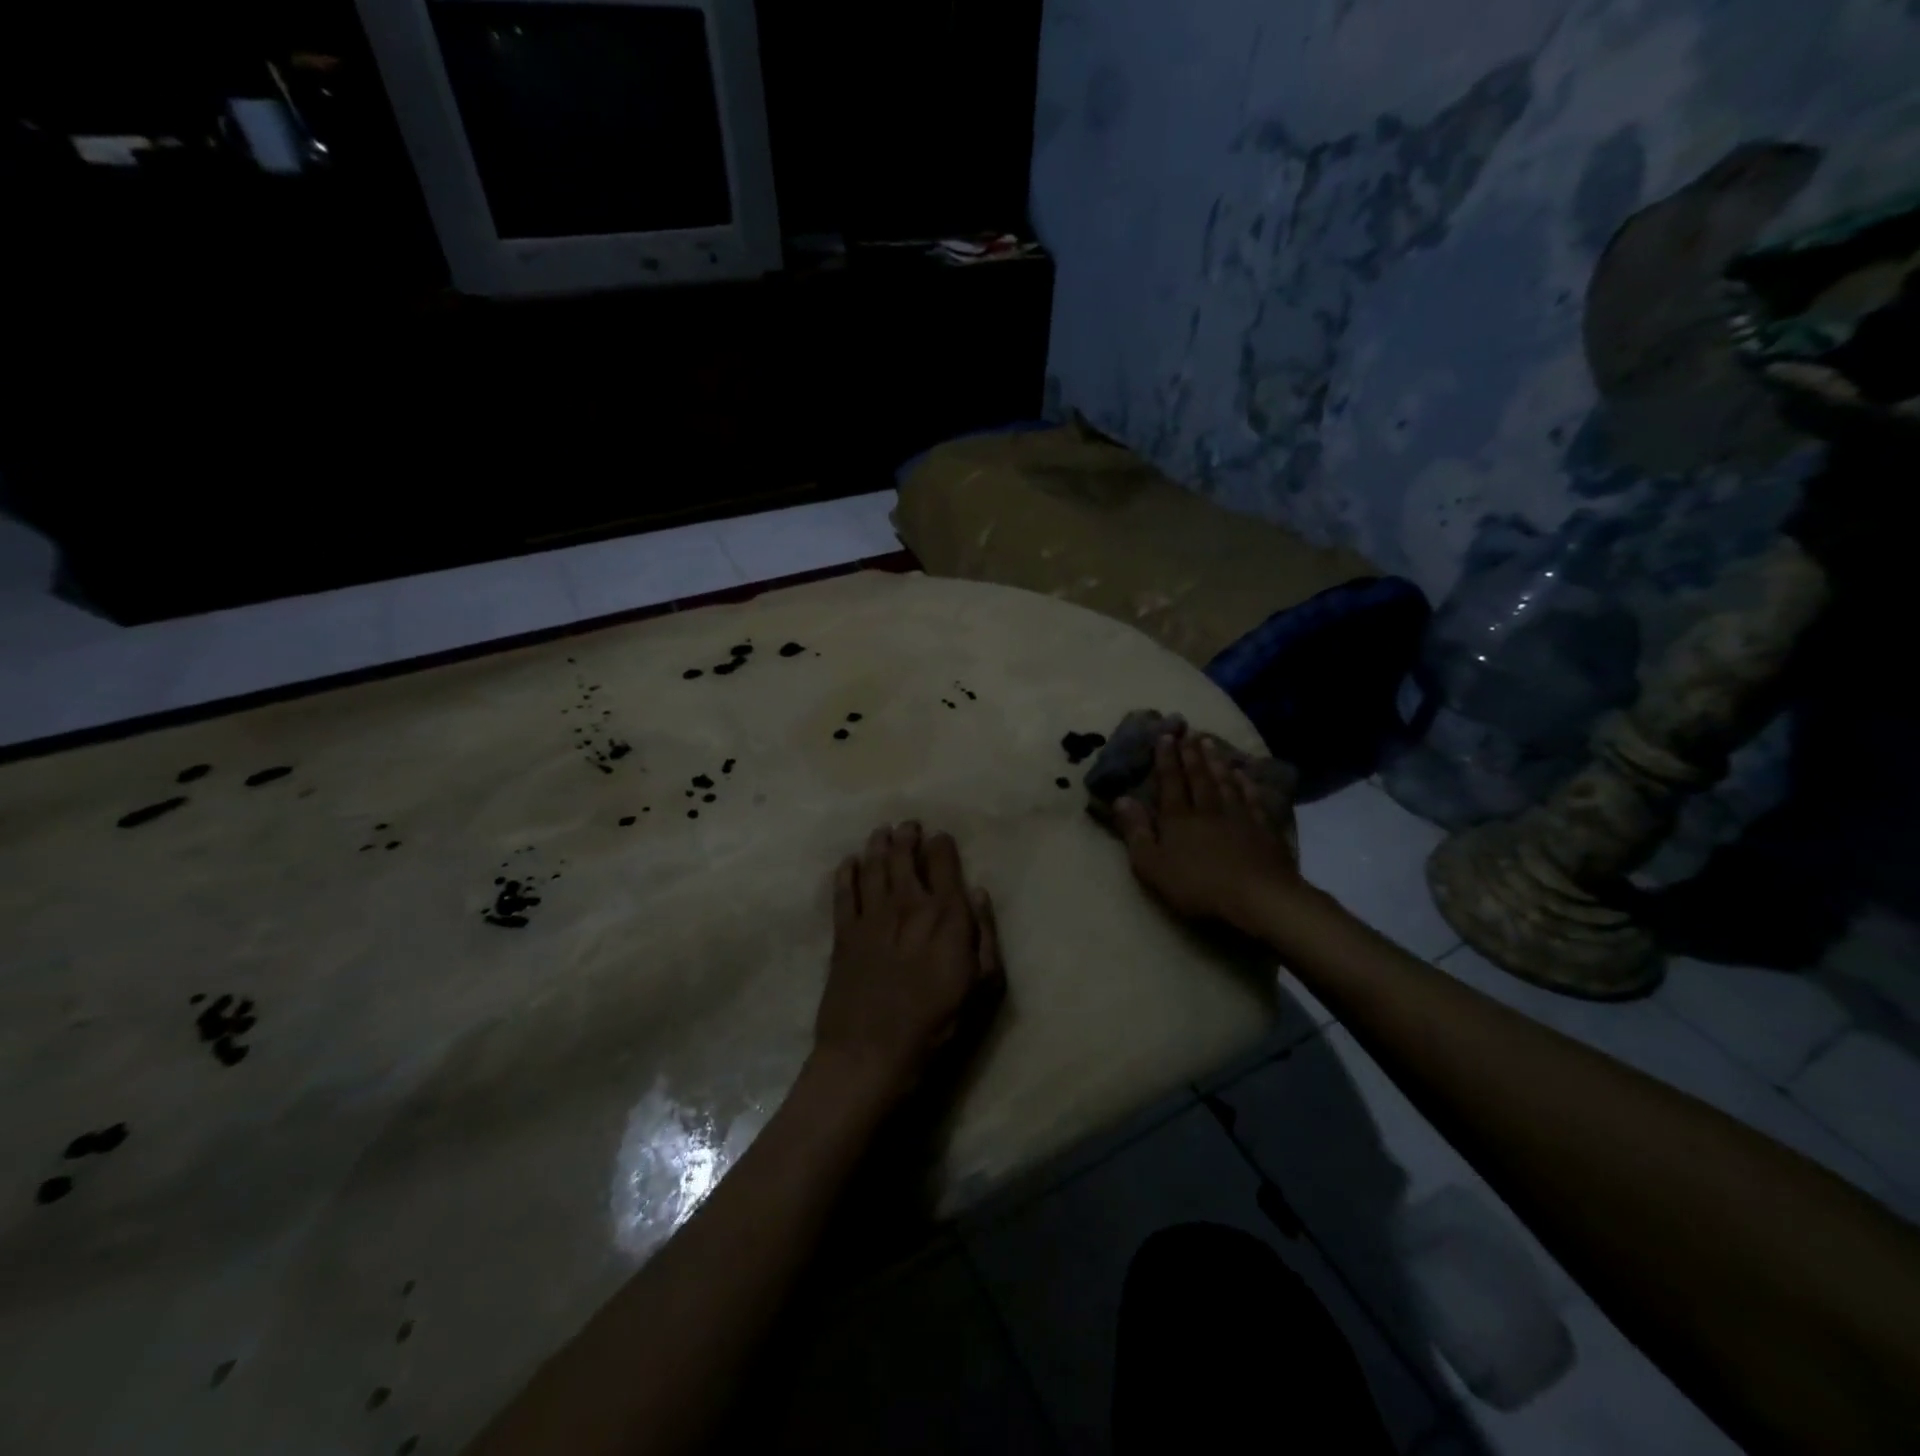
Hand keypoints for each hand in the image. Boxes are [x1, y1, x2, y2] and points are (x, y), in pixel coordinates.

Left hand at [813, 822, 1003, 1109]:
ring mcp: (871, 916)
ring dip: (878, 844)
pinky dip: (846, 872)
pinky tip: (849, 862)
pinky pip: (843, 892)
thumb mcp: (982, 987)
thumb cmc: (937, 1025)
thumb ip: (984, 935)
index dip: (942, 845)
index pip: (943, 862)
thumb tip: (978, 893)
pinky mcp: (843, 933)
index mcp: (945, 914)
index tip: (940, 838)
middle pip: (904, 855)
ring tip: (881, 832)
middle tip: (908, 825)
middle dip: (907, 835)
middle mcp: (907, 903)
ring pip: (873, 865)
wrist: (872, 1053)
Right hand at [1115, 732, 1301, 936]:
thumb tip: (1121, 798)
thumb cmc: (1197, 886)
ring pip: (1225, 782)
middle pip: (1198, 777)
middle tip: (1188, 732)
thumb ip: (1136, 831)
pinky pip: (1253, 799)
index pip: (1170, 782)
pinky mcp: (1264, 830)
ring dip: (1216, 762)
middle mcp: (1208, 810)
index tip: (1164, 736)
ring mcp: (1239, 817)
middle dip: (1191, 754)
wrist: (1258, 898)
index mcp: (1178, 819)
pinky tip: (1244, 775)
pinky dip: (1247, 784)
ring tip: (1210, 743)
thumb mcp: (1152, 865)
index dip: (1166, 759)